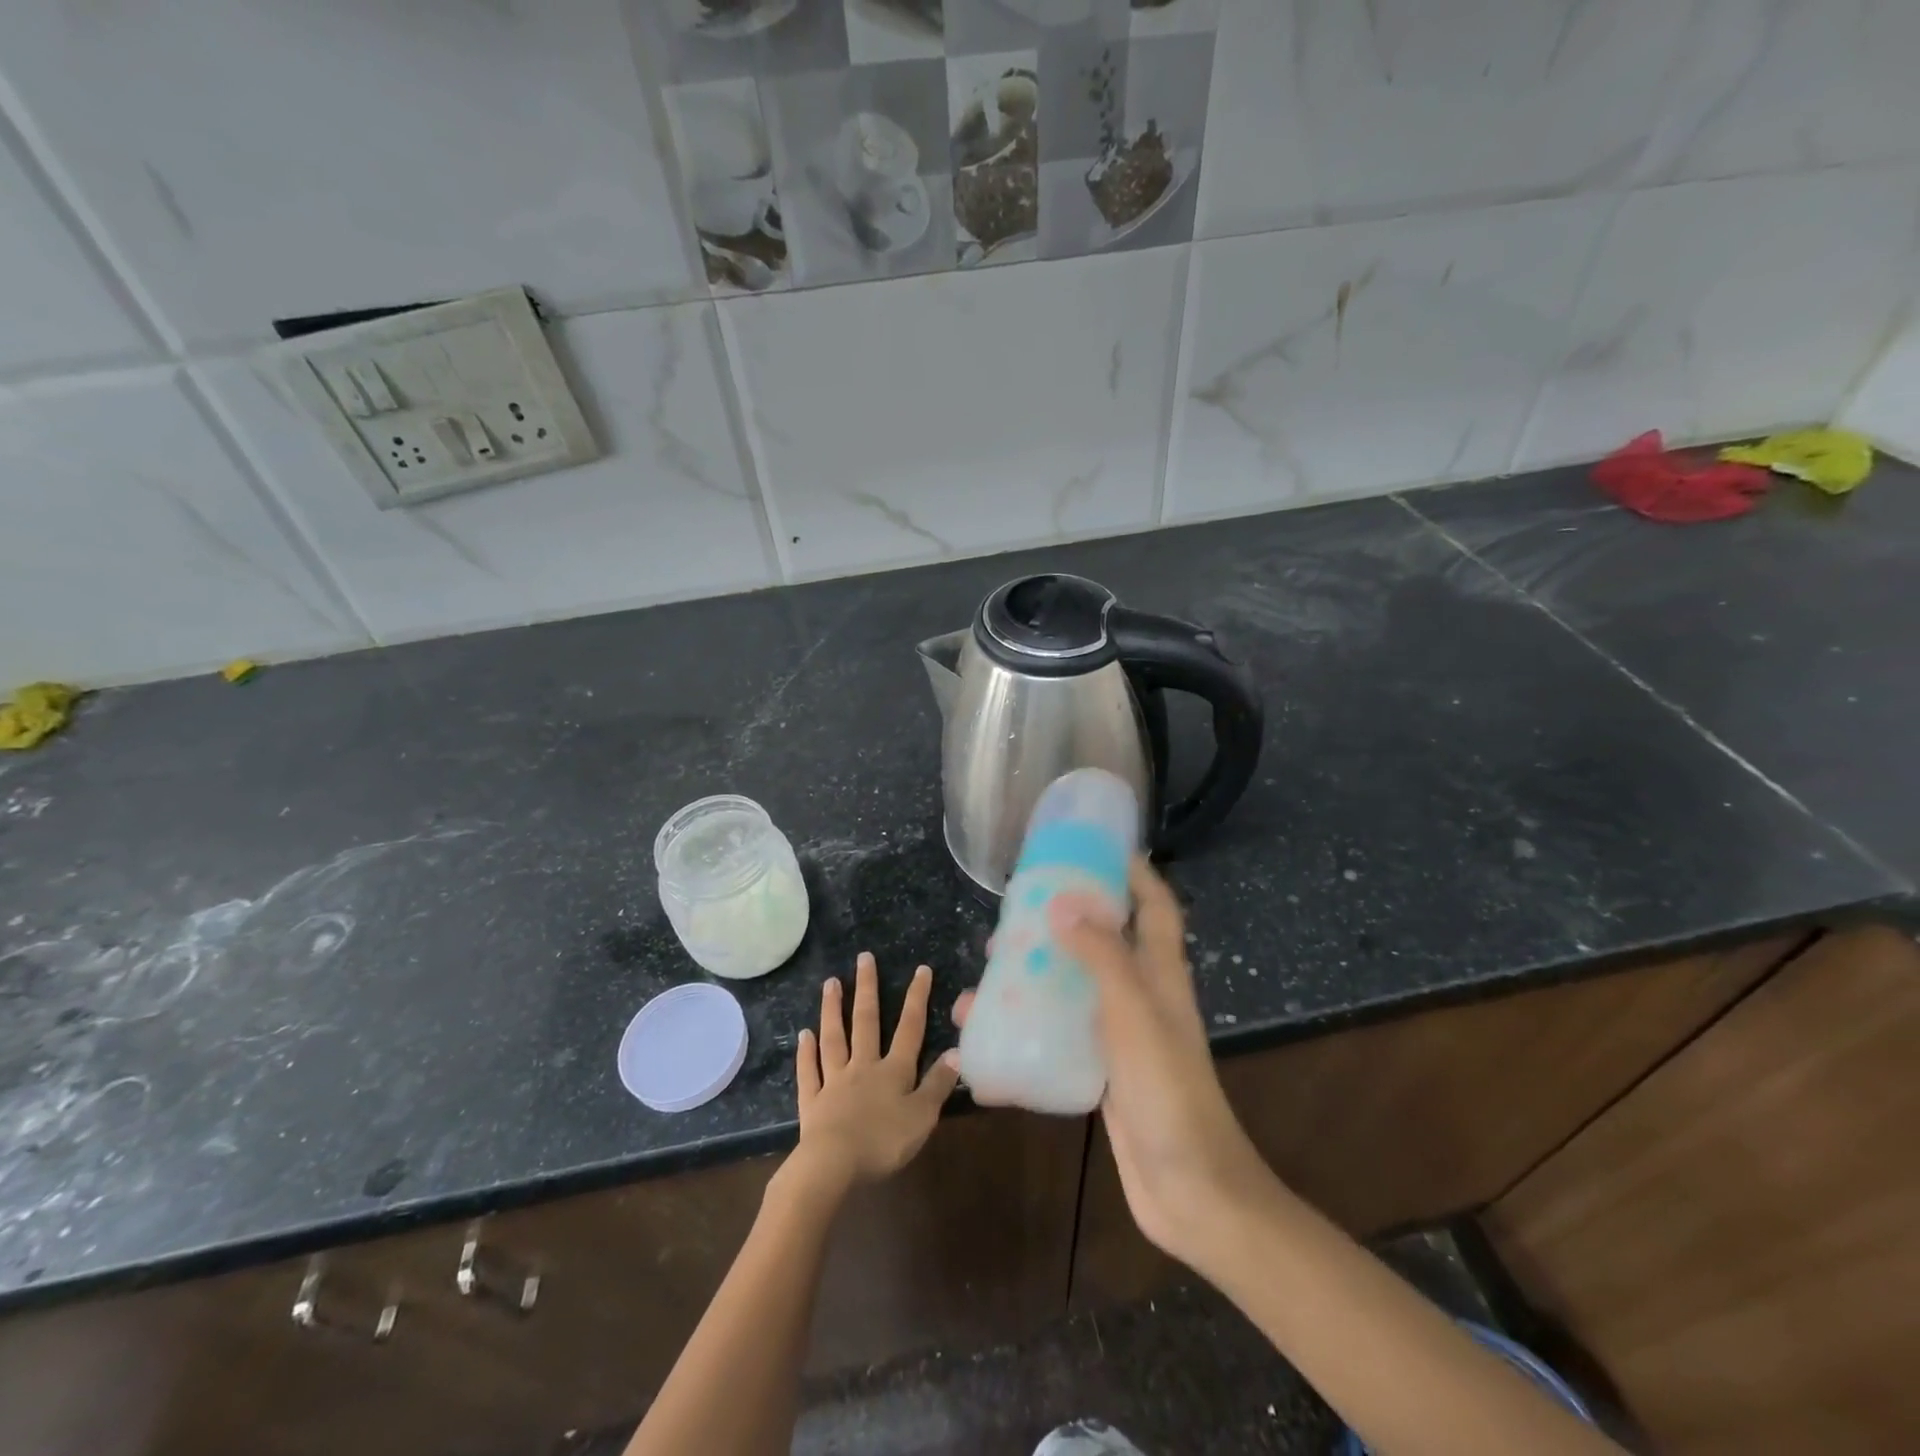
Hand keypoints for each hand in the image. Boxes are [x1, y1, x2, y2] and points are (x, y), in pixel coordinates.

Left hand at [788, 953, 960, 1200]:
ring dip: (833, 1009)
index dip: (917, 998)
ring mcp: (834, 1081)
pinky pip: (809, 1071)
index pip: (910, 1028)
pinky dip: (806, 1053)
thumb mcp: (922, 1116)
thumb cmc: (883, 1141)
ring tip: (831, 982)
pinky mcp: (812, 1101)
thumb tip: (956, 1052)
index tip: (920, 969)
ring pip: (834, 1038)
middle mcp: (863, 1066)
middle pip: (866, 1021)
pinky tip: (803, 1035)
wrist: (833, 1165)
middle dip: (868, 988)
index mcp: (893, 1071)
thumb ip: (937, 1084)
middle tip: (863, 958)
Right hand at [956, 858, 1270, 1265]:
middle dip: (1061, 922)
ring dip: (1032, 979)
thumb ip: (1102, 956)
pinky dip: (1026, 1031)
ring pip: (1072, 990)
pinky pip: (1059, 1037)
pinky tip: (985, 1041)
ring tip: (984, 974)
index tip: (1097, 848)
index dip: (1135, 874)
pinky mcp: (1102, 1073)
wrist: (1189, 1189)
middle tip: (1014, 915)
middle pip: (1103, 943)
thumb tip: (1063, 904)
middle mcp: (1143, 997)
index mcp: (1161, 974)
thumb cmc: (1166, 1089)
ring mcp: (1122, 1037)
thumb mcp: (1134, 1011)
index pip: (1155, 907)